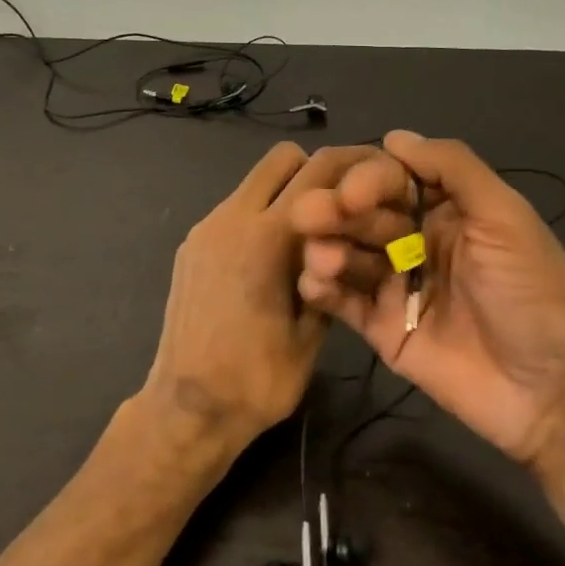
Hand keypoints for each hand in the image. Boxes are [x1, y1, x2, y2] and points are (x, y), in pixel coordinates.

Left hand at [141, 142, 380, 455]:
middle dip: (316, 170)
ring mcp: (206, 230)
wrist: (187, 408)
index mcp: (267, 237)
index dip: (354, 164)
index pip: (318, 171)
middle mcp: (231, 219)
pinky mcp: (191, 246)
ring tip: (308, 236)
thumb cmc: (257, 379)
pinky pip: (234, 209)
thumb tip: (342, 243)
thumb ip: (329, 276)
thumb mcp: (312, 332)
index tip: (377, 174)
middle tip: (339, 207)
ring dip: (285, 192)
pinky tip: (270, 259)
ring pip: (254, 181)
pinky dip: (259, 215)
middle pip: (281, 158)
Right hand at [289, 131, 564, 467]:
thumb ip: (453, 169)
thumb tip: (394, 136)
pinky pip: (343, 301)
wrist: (554, 392)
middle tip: (307, 216)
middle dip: (335, 211)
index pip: (392, 178)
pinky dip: (322, 288)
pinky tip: (314, 284)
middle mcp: (417, 240)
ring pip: (347, 253)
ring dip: (326, 248)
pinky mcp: (383, 329)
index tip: (351, 194)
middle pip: (363, 214)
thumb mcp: (506, 218)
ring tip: (321, 260)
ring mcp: (398, 286)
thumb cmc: (534, 293)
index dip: (366, 179)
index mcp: (447, 209)